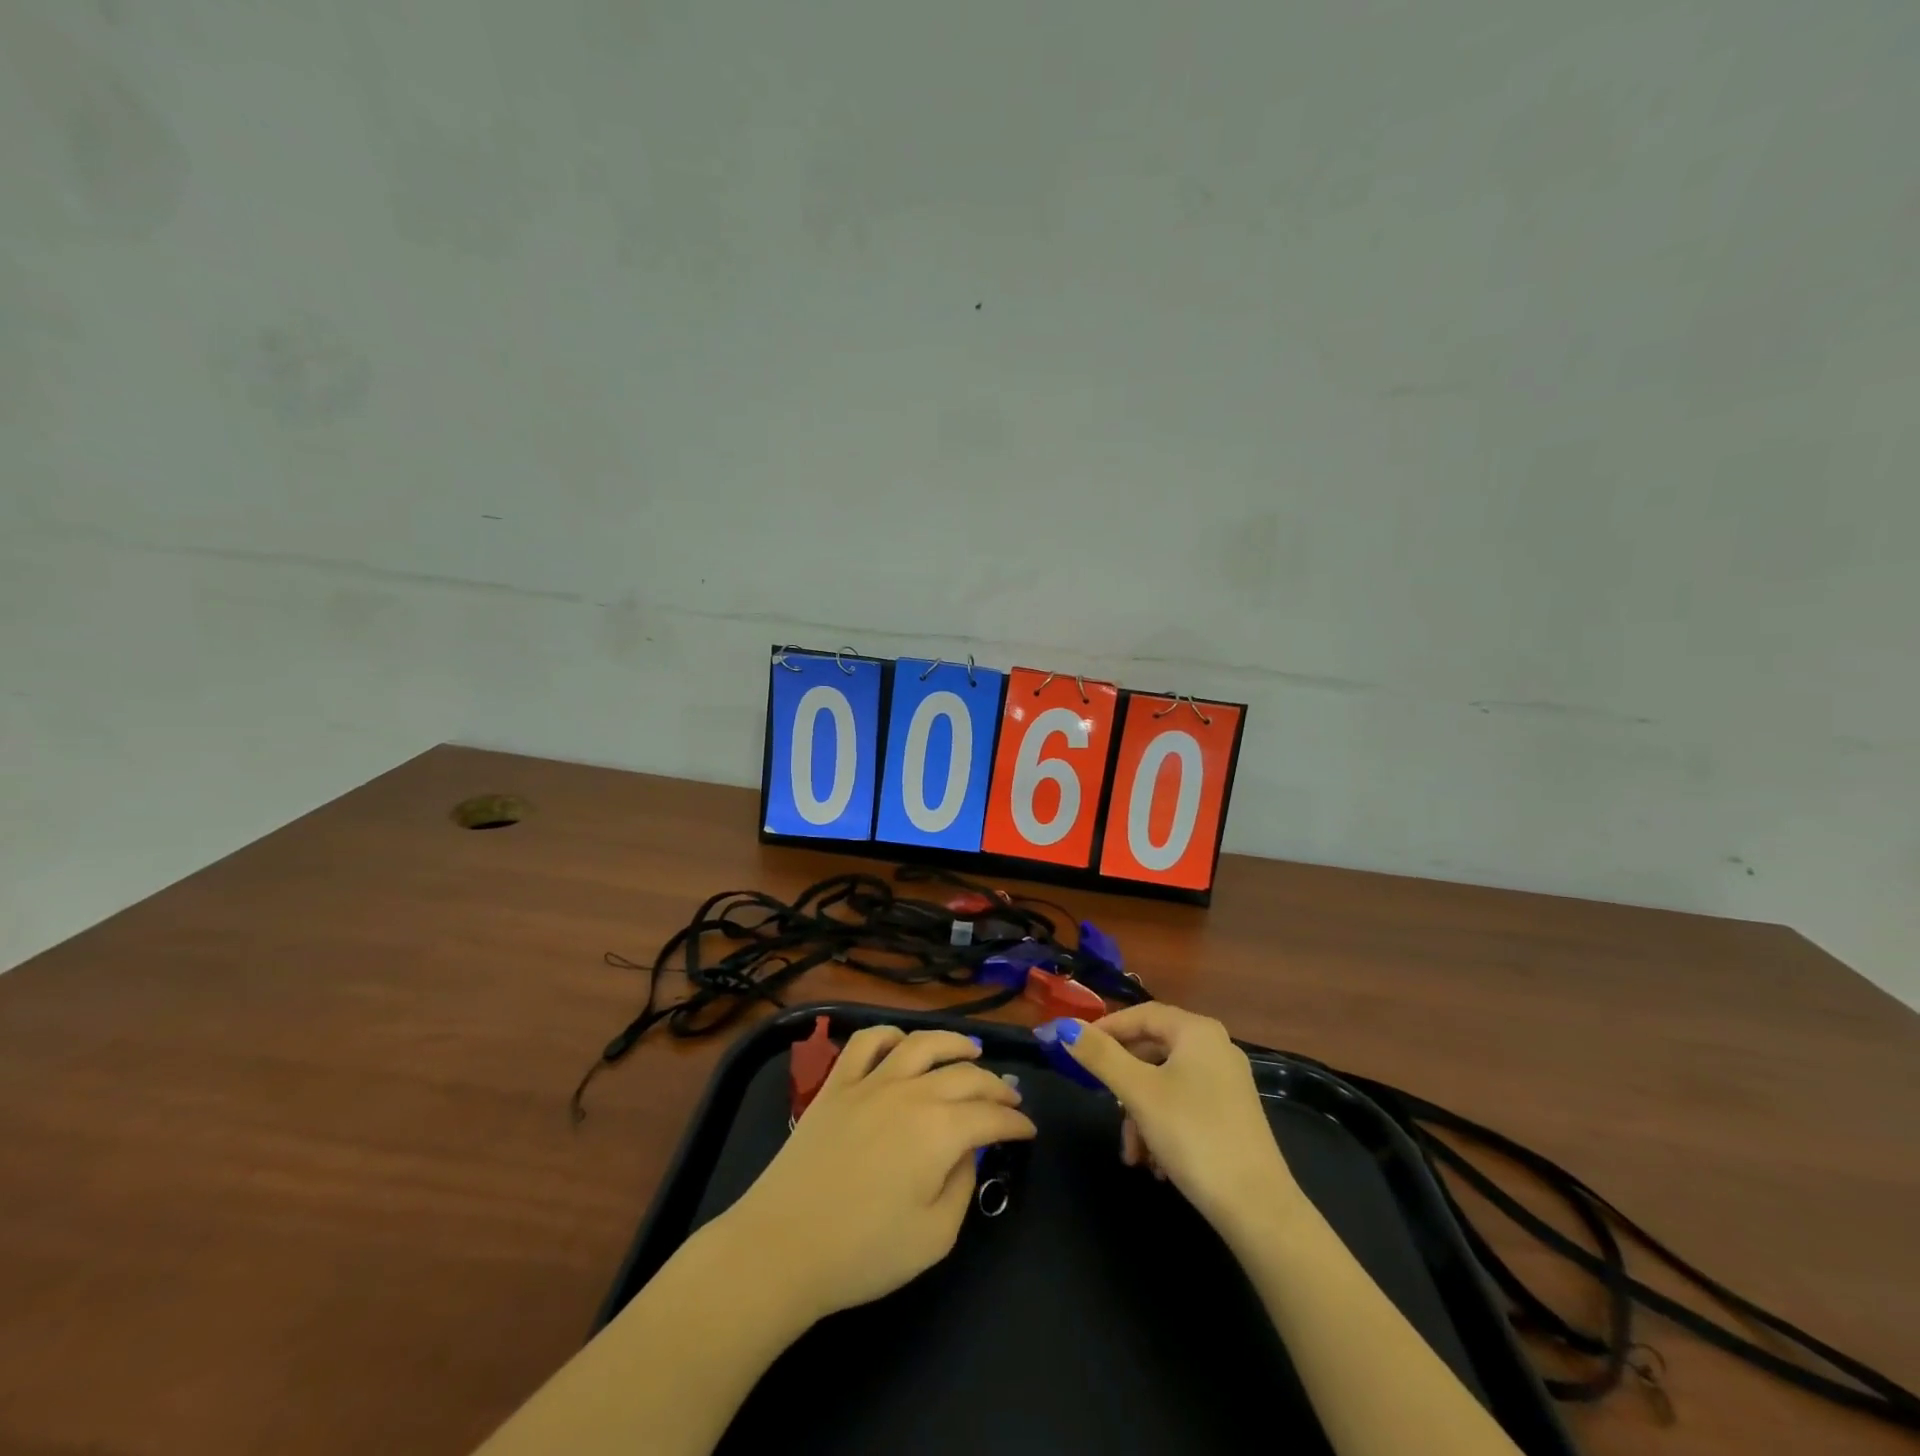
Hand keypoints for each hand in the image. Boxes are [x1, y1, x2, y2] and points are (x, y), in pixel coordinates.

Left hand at [718, 1027, 1034, 1325]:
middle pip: (964, 1074)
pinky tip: (902, 1043)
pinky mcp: (837, 1084)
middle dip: (995, 1085)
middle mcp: (911, 1092)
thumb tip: (966, 1154)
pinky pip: (868, 1042)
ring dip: (953, 1042)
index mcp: (940, 1129)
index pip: (991, 1116)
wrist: (782, 1246)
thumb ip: (962, 1187)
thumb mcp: (934, 1238)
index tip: (1029, 1129)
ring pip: (921, 1043)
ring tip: (971, 1050)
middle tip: (1010, 1097)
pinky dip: (891, 1035)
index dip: (1016, 1122)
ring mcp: (871, 1081)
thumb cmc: (863, 1252)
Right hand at [1062, 1004, 1302, 1239]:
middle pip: (1152, 1050)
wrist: (1257, 1208)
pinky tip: (1157, 1164)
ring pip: (1165, 1083)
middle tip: (1104, 1106)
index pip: (1141, 1014)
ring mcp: (1227, 1082)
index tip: (1076, 1050)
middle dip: (1124, 1084)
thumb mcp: (1138, 1093)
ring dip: (1140, 1114)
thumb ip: (1099, 1056)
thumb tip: (1064, 1026)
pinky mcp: (1232, 1114)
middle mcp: (1215, 1047)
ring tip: (1133, 1154)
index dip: (1106, 1029)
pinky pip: (1184, 1105)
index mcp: (1197, 1030)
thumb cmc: (1193, 1135)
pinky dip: (1163, 1127)